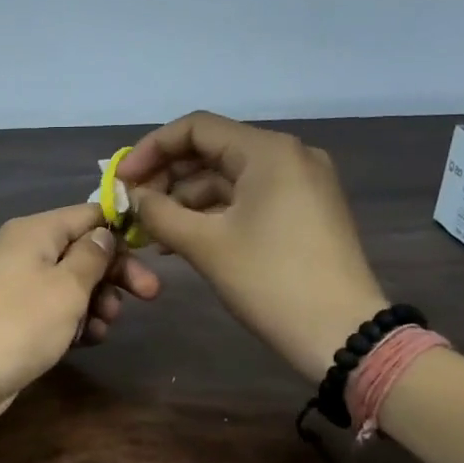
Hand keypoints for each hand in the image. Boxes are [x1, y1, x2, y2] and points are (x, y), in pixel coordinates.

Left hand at [0, 204, 160, 431]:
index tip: (152, 253)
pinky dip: (74, 322)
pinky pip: (54, 311)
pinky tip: (86, 341)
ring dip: (96, 303)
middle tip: (150, 296)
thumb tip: (104, 234)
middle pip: (82, 250)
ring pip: (71, 284)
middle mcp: (24, 251)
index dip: (121, 230)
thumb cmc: (19, 323)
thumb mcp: (66, 287)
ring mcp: (17, 286)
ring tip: (103, 328)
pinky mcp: (15, 319)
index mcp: (35, 231)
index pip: (88, 214)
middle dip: (115, 274)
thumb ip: (92, 256)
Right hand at [118, 111, 385, 376]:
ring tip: (151, 232)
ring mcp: (299, 184)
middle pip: (211, 150)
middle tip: (133, 208)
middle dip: (166, 177)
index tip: (122, 181)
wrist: (341, 334)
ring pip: (227, 178)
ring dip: (185, 200)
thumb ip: (159, 212)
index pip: (196, 128)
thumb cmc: (270, 280)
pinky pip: (246, 199)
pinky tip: (181, 239)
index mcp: (268, 151)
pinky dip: (212, 214)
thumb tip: (134, 197)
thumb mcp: (205, 244)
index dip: (151, 149)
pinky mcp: (302, 211)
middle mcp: (287, 156)